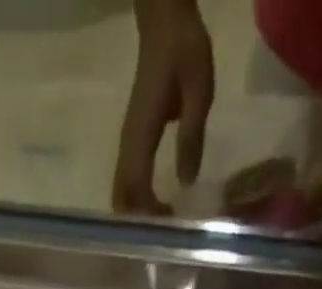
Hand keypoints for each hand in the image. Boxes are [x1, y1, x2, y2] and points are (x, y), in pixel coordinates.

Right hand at [112, 0, 213, 214]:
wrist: (163, 21)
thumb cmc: (183, 50)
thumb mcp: (199, 90)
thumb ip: (192, 136)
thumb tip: (186, 183)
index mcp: (141, 134)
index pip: (136, 185)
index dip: (148, 212)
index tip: (169, 225)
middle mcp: (128, 144)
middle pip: (121, 196)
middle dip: (139, 222)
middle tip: (166, 234)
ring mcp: (127, 143)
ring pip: (122, 192)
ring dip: (137, 214)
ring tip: (164, 225)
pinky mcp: (132, 142)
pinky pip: (128, 181)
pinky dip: (138, 201)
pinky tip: (158, 207)